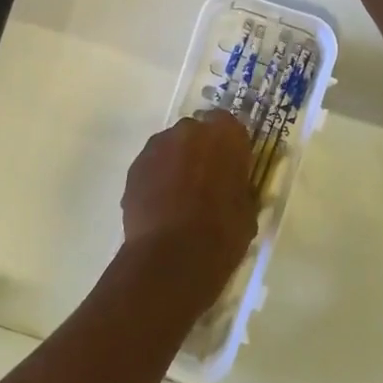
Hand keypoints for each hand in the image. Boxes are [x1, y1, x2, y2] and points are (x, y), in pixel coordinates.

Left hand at [119, 110, 259, 313]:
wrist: (172, 257)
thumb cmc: (222, 233)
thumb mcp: (247, 209)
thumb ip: (239, 186)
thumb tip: (234, 187)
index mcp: (225, 135)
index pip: (229, 125)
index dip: (229, 146)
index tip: (231, 166)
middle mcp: (189, 130)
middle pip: (196, 133)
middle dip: (200, 151)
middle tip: (205, 181)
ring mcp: (157, 146)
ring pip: (170, 148)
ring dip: (176, 164)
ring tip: (179, 197)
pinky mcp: (134, 167)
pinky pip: (151, 166)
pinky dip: (156, 179)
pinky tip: (161, 207)